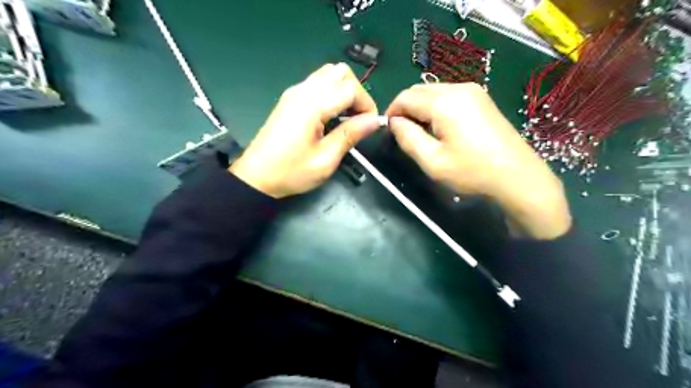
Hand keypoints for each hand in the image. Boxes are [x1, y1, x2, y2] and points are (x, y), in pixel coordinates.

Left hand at [231, 64, 382, 197]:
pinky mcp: (291, 98)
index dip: (366, 104)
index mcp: (311, 105)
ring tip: (347, 118)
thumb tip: (374, 120)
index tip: (369, 126)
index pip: (350, 88)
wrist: (256, 177)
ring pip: (329, 73)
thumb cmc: (291, 172)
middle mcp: (303, 91)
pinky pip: (318, 83)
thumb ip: (350, 135)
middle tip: (359, 119)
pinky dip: (332, 93)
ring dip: (344, 91)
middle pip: (340, 72)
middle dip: (357, 93)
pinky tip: (332, 116)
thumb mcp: (325, 159)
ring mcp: (294, 92)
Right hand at [387, 82, 569, 239]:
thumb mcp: (433, 161)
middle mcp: (459, 88)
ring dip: (421, 108)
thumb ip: (408, 138)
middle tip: (405, 133)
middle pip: (419, 90)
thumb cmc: (472, 171)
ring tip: (422, 133)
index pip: (406, 97)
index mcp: (445, 102)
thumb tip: (394, 122)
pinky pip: (449, 96)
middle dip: (406, 108)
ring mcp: (473, 91)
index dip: (392, 112)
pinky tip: (441, 127)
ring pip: (434, 91)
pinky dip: (436, 107)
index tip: (389, 131)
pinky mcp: (482, 99)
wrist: (517, 176)